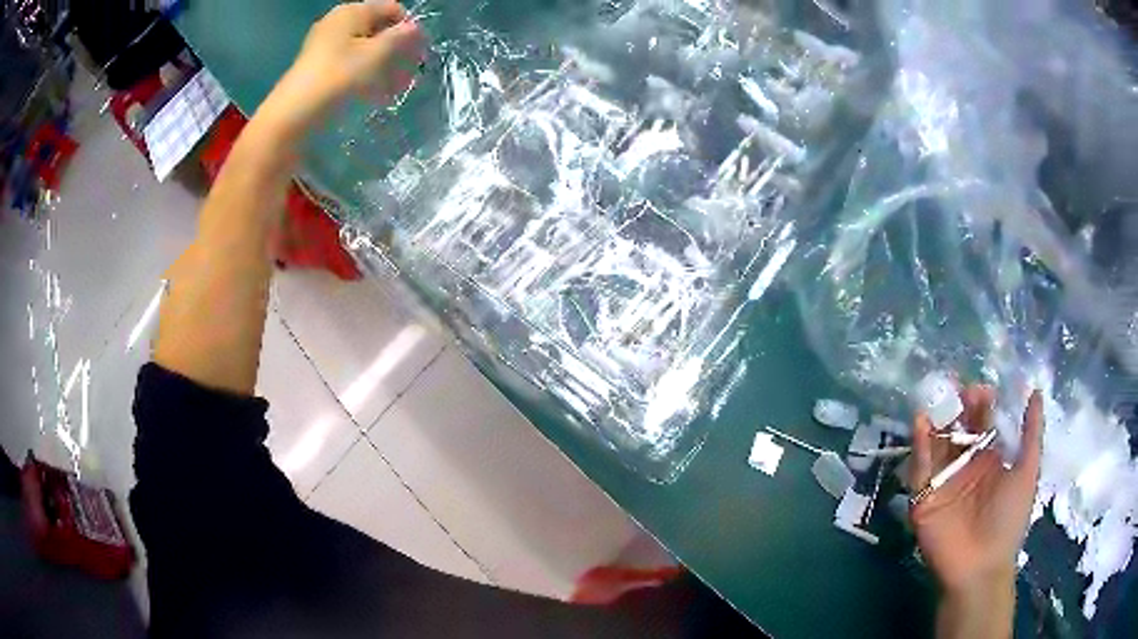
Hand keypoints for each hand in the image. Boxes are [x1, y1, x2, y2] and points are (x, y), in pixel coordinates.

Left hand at [260, 1, 425, 135]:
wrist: (293, 115)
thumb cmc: (339, 77)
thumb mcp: (378, 54)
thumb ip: (401, 37)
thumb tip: (415, 29)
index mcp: (352, 11)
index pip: (392, 9)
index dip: (410, 29)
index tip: (419, 53)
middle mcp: (337, 22)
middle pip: (377, 29)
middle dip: (396, 50)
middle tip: (409, 74)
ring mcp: (324, 44)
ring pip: (364, 49)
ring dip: (383, 66)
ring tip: (394, 89)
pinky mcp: (317, 66)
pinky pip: (349, 63)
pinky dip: (364, 75)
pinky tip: (373, 95)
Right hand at [910, 386, 1042, 637]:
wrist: (981, 567)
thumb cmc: (1009, 518)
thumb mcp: (1027, 472)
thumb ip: (1031, 432)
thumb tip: (1036, 390)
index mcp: (989, 460)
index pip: (982, 424)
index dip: (981, 405)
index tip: (980, 389)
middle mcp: (965, 467)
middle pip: (958, 430)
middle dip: (956, 408)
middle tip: (955, 388)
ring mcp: (943, 482)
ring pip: (936, 445)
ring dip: (936, 421)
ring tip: (936, 397)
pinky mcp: (923, 498)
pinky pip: (920, 469)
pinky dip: (918, 445)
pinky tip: (921, 422)